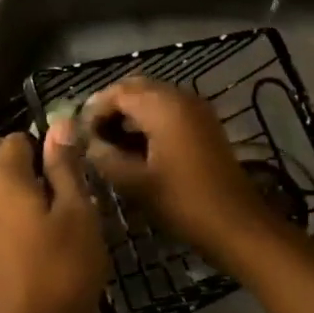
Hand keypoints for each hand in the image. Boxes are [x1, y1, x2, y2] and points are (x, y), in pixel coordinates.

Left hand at [0, 125, 108, 312]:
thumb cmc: (59, 272)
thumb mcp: (78, 215)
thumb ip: (65, 168)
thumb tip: (59, 125)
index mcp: (2, 177)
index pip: (15, 139)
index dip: (42, 144)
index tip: (67, 164)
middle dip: (2, 150)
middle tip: (40, 169)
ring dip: (0, 178)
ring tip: (43, 199)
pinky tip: (31, 225)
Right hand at [80, 78, 277, 265]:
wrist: (236, 224)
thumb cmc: (183, 202)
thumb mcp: (135, 182)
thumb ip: (104, 156)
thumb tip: (85, 142)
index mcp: (162, 106)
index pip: (117, 92)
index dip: (93, 109)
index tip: (77, 132)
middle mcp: (180, 96)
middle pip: (136, 88)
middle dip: (111, 107)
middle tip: (91, 135)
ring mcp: (196, 108)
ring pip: (153, 97)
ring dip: (129, 113)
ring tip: (108, 143)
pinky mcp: (204, 123)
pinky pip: (169, 109)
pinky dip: (148, 119)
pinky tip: (135, 147)